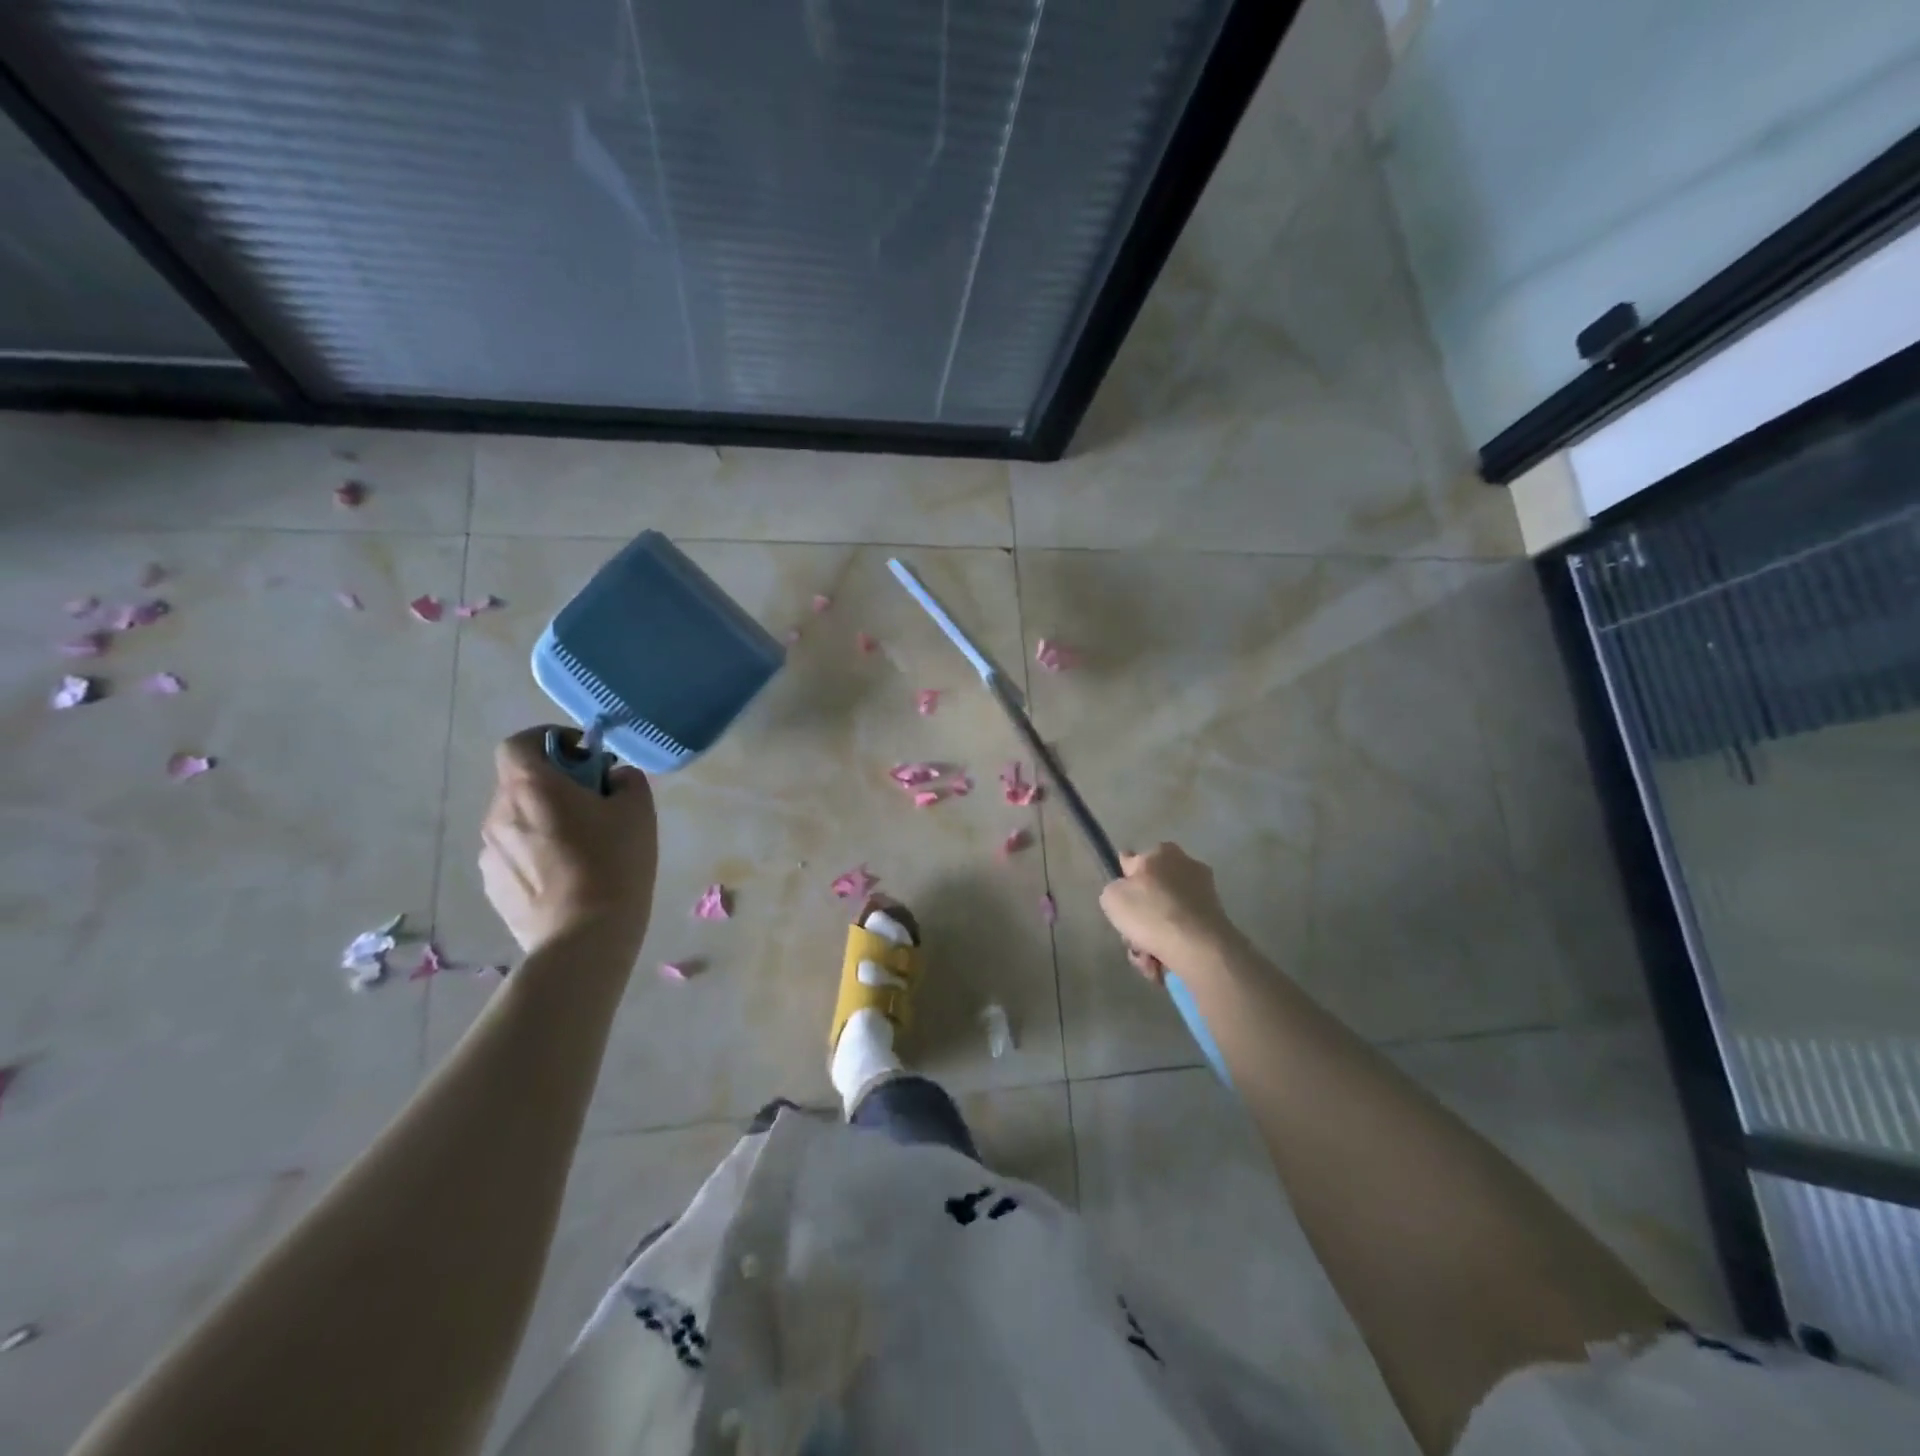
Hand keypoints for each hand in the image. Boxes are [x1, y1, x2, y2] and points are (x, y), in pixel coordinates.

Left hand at [480, 727, 658, 955]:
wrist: (583, 936)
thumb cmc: (614, 863)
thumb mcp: (638, 811)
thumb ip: (625, 780)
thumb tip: (614, 777)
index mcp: (531, 786)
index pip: (520, 743)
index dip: (549, 740)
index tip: (583, 756)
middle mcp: (499, 813)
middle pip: (521, 783)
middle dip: (553, 785)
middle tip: (592, 805)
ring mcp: (489, 852)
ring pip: (517, 820)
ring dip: (543, 821)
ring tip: (580, 848)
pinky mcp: (492, 885)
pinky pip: (514, 854)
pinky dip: (535, 853)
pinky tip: (566, 877)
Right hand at [1098, 843, 1239, 980]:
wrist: (1197, 946)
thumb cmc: (1150, 913)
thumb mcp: (1111, 896)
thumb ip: (1115, 888)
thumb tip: (1126, 892)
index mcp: (1161, 852)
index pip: (1133, 862)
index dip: (1124, 883)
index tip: (1121, 905)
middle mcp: (1186, 866)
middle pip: (1151, 894)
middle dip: (1140, 919)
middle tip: (1132, 938)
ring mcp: (1204, 894)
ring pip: (1165, 917)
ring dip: (1153, 939)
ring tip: (1148, 959)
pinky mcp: (1215, 920)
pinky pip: (1183, 932)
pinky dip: (1172, 947)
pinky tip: (1163, 964)